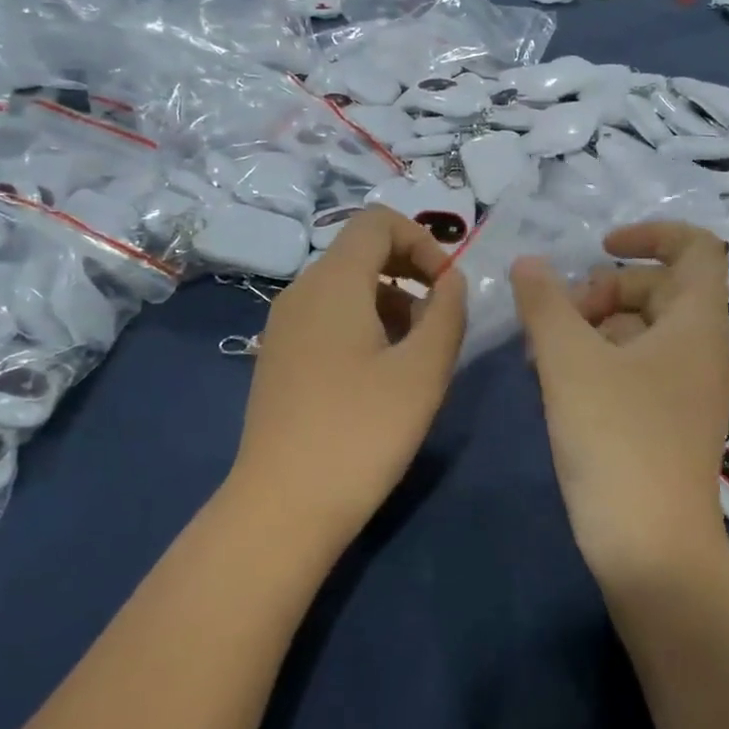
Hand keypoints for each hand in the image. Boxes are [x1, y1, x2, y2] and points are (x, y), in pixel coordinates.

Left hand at [228, 208, 465, 540]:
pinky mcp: (279, 357)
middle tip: (439, 319)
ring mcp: (284, 326)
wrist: (282, 507)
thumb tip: (450, 281)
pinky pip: (328, 317)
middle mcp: (301, 292)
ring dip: (390, 302)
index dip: (422, 240)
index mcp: (333, 282)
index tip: (446, 286)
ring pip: (346, 287)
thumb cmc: (362, 432)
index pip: (377, 222)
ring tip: (416, 355)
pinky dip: (363, 324)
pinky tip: (380, 375)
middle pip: (360, 251)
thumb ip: (447, 312)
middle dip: (409, 272)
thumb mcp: (423, 370)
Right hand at [512, 223, 728, 582]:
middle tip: (557, 316)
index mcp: (696, 324)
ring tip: (541, 351)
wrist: (650, 548)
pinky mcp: (666, 421)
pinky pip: (635, 367)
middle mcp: (699, 350)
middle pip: (657, 288)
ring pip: (640, 330)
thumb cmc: (616, 440)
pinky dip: (598, 360)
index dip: (650, 233)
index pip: (696, 248)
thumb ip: (546, 303)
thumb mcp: (570, 362)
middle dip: (603, 289)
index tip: (600, 247)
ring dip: (591, 326)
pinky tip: (555, 381)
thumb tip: (529, 264)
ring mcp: (685, 389)